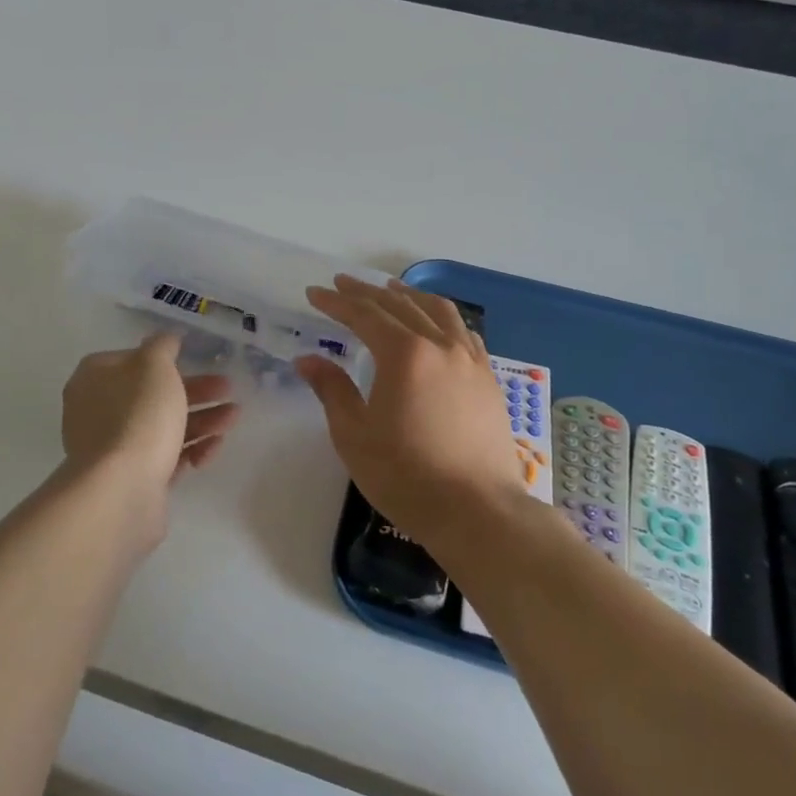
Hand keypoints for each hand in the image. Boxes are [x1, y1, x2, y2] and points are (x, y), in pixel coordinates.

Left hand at [59, 333, 238, 545]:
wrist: (122, 491)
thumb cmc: (138, 416)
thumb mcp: (155, 366)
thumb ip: (163, 346)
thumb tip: (165, 340)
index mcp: (94, 379)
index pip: (130, 360)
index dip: (164, 358)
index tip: (195, 359)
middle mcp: (98, 412)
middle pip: (152, 394)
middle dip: (195, 391)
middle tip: (228, 388)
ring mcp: (114, 448)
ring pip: (163, 426)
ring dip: (202, 419)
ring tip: (234, 418)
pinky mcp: (132, 479)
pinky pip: (166, 457)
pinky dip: (191, 450)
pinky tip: (213, 448)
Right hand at [294, 276, 528, 555]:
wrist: (477, 510)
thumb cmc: (406, 475)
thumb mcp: (354, 436)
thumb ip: (332, 390)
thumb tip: (307, 360)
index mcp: (404, 354)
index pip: (364, 315)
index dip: (337, 302)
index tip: (314, 293)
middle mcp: (440, 345)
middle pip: (399, 305)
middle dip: (367, 292)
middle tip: (342, 284)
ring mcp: (470, 360)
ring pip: (438, 311)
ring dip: (409, 296)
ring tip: (391, 288)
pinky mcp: (488, 379)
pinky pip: (464, 333)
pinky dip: (443, 318)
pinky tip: (437, 325)